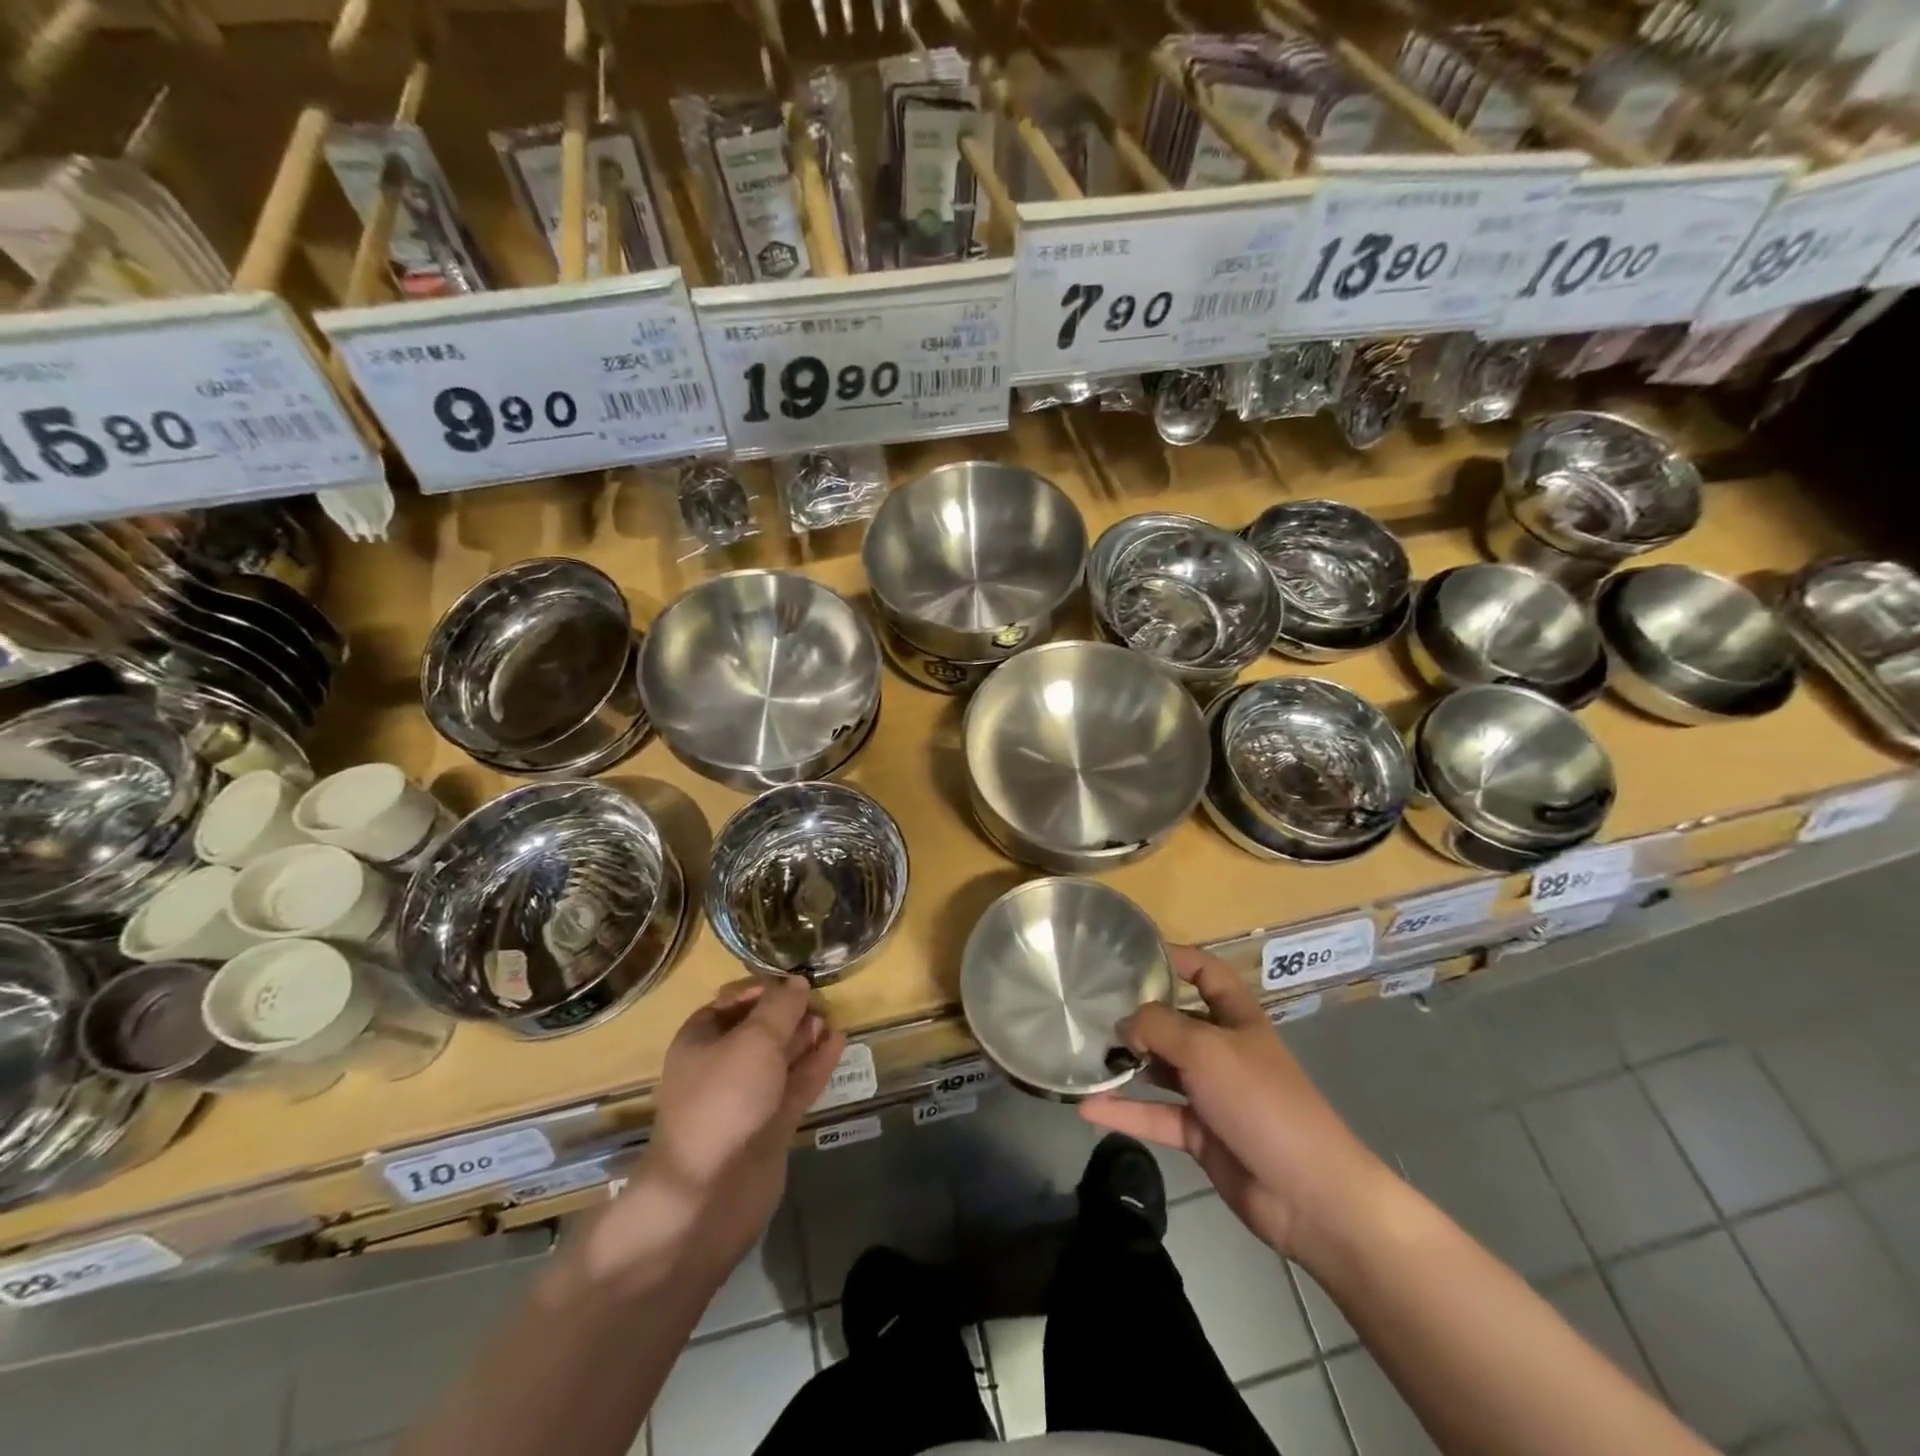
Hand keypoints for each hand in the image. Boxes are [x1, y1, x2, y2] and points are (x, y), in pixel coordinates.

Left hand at [586, 977, 843, 1285]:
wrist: (709, 1193)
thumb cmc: (724, 1100)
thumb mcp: (754, 1040)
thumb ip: (780, 1008)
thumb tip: (798, 982)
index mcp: (700, 1041)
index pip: (731, 1003)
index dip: (762, 989)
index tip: (794, 982)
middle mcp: (720, 1067)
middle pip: (758, 1030)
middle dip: (788, 1014)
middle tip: (820, 999)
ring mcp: (746, 1100)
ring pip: (779, 1059)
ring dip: (804, 1038)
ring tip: (833, 1017)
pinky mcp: (769, 1127)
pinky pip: (795, 1086)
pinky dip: (815, 1064)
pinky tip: (838, 1043)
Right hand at [1081, 946, 1392, 1260]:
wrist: (1308, 1195)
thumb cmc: (1262, 1101)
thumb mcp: (1207, 1049)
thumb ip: (1158, 1027)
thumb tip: (1123, 1023)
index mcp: (1237, 1018)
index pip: (1207, 972)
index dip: (1176, 958)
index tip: (1132, 954)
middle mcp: (1223, 1049)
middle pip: (1175, 1020)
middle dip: (1138, 1015)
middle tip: (1089, 1008)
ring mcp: (1211, 1093)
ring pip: (1160, 1069)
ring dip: (1127, 1063)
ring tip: (1082, 1053)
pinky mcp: (1199, 1133)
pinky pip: (1155, 1114)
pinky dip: (1124, 1111)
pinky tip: (1087, 1107)